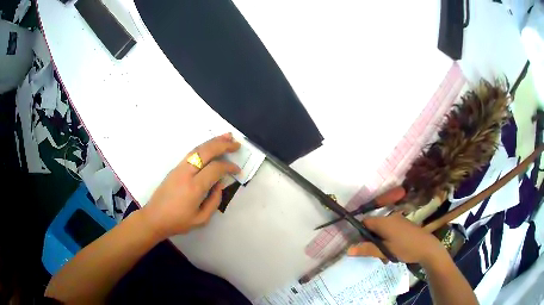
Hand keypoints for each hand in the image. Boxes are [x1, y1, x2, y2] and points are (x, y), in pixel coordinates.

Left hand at [141, 133, 240, 239]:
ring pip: (198, 149)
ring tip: (226, 136)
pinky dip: (203, 146)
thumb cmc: (178, 222)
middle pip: (206, 152)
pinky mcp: (175, 168)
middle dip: (223, 145)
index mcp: (194, 187)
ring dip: (213, 141)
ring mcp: (179, 168)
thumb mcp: (201, 219)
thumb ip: (214, 201)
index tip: (237, 170)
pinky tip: (210, 146)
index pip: (215, 169)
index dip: (229, 166)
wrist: (154, 217)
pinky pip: (191, 153)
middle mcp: (186, 173)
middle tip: (236, 143)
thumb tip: (220, 184)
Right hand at [348, 213, 446, 265]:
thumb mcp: (385, 251)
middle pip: (374, 227)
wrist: (427, 247)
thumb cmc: (405, 248)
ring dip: (380, 243)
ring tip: (386, 257)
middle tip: (376, 255)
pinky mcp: (404, 225)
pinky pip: (390, 230)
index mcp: (384, 221)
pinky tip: (394, 252)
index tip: (363, 246)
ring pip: (382, 230)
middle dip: (372, 241)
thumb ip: (367, 249)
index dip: (360, 233)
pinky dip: (388, 240)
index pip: (365, 222)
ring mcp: (398, 220)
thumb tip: (348, 250)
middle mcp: (390, 217)